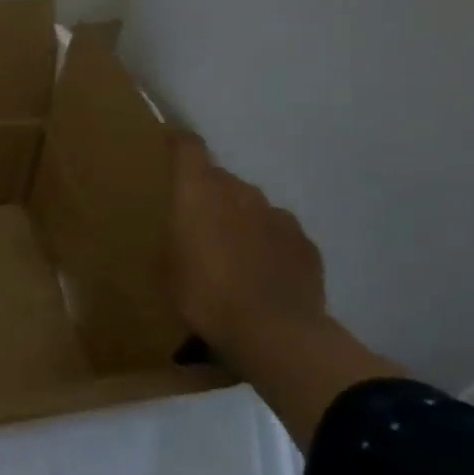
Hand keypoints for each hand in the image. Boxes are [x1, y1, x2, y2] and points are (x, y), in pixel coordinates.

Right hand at [167, 133, 327, 357]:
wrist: (275, 333)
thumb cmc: (204, 295)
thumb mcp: (167, 268)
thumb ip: (175, 237)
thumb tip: (184, 231)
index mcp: (200, 192)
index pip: (189, 148)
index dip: (179, 142)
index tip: (169, 142)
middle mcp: (241, 193)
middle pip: (222, 180)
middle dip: (209, 195)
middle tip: (197, 223)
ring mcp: (279, 217)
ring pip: (252, 207)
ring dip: (240, 220)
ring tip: (231, 254)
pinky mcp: (306, 245)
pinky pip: (279, 234)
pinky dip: (267, 245)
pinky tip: (261, 274)